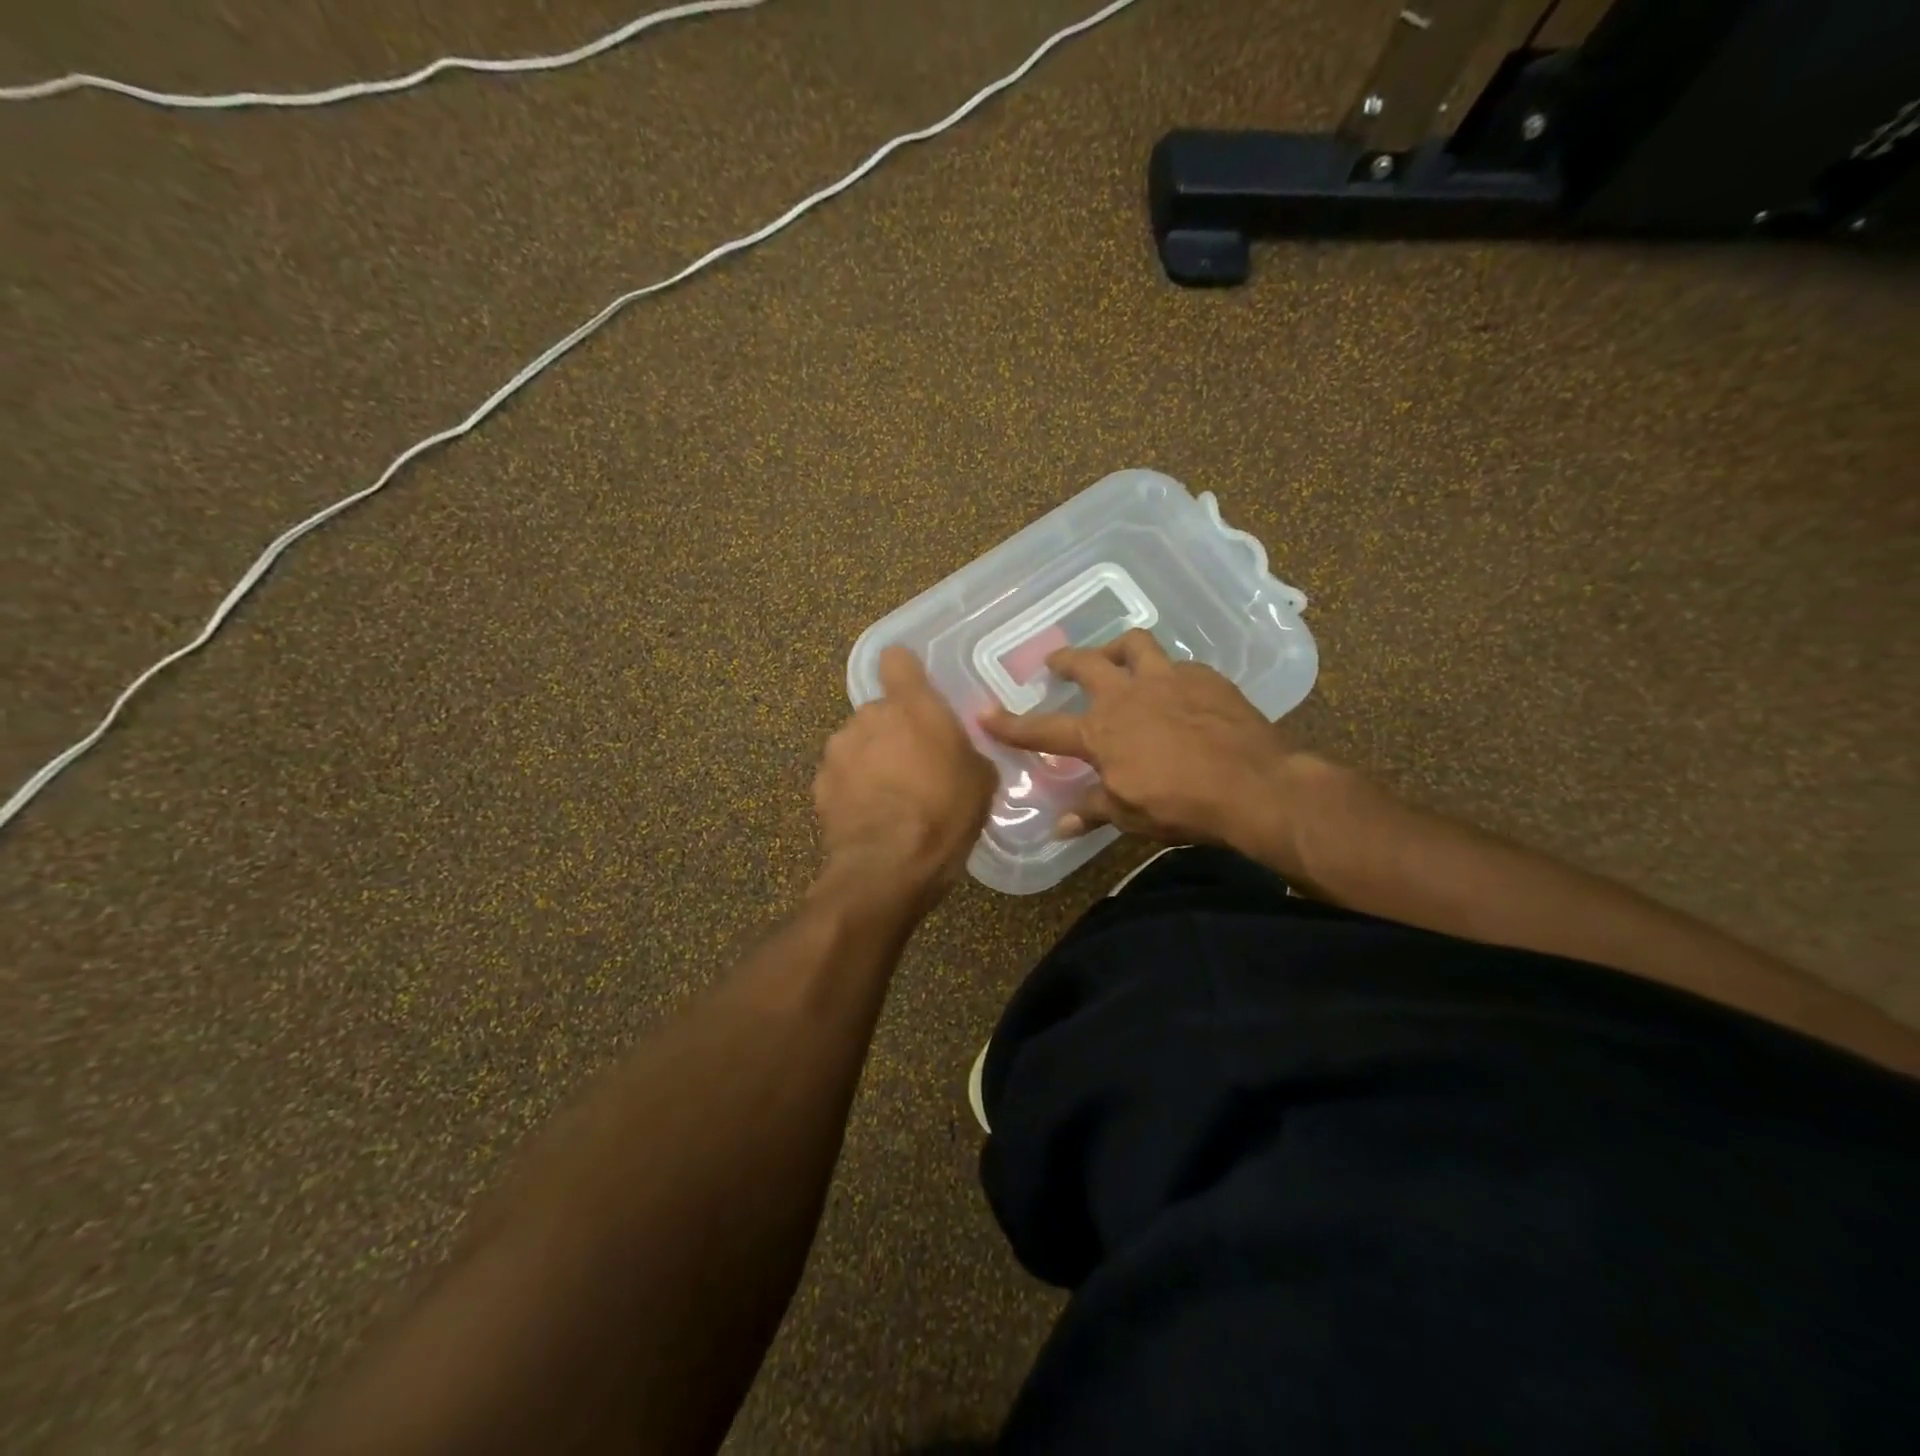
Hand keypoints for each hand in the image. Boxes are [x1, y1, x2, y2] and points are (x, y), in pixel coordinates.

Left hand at [813, 647, 996, 904]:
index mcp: (911, 705)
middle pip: (879, 711)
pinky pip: (840, 775)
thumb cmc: (945, 813)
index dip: (905, 672)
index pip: (897, 660)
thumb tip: (958, 751)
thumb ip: (966, 750)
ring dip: (870, 759)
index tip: (915, 691)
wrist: (888, 866)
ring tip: (890, 796)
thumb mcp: (981, 780)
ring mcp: (838, 750)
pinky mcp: (819, 784)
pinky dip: (852, 788)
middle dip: (893, 731)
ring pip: (857, 743)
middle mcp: (868, 716)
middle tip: (914, 765)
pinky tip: (869, 816)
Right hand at [981, 629, 1322, 868]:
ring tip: (1116, 655)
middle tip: (1056, 665)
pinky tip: (1176, 688)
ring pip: (1134, 644)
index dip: (1010, 724)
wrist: (1252, 785)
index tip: (983, 713)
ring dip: (1118, 647)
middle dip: (1065, 662)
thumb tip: (1061, 826)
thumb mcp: (1130, 815)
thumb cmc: (1182, 805)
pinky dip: (1167, 672)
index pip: (1043, 728)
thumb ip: (1093, 810)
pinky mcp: (1203, 677)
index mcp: (1100, 732)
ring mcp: (1166, 679)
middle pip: (1085, 664)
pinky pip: (1177, 664)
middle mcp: (1126, 695)